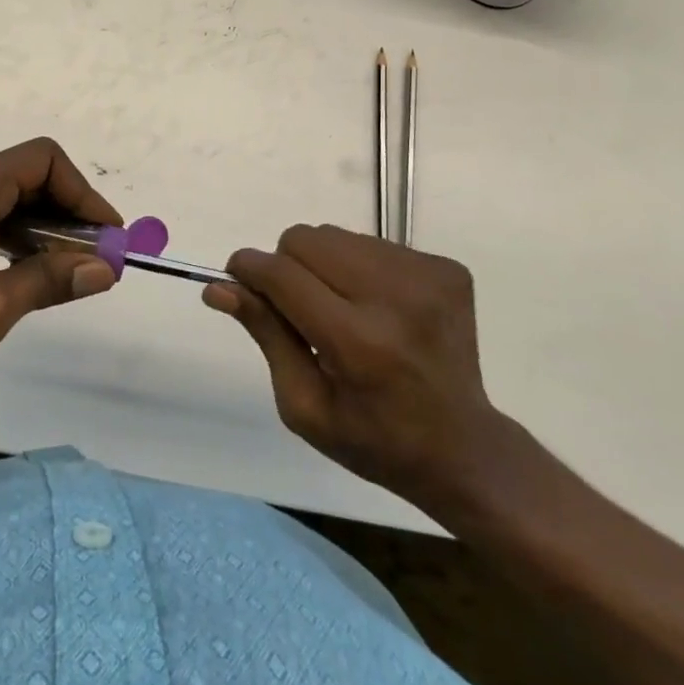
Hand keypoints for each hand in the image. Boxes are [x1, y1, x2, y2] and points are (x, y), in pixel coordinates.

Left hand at [0, 138, 121, 396]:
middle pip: (28, 177)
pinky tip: (26, 274)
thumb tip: (105, 269)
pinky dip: (15, 238)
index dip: (84, 194)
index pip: (44, 161)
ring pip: (8, 199)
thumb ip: (49, 281)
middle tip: (95, 260)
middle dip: (68, 214)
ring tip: (68, 273)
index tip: (108, 237)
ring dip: (43, 229)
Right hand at [204, 225, 499, 509]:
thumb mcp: (304, 404)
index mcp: (359, 343)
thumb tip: (218, 287)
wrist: (464, 448)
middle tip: (299, 307)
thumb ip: (265, 334)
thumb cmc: (373, 439)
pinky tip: (377, 308)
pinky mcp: (447, 269)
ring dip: (324, 264)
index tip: (236, 277)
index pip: (283, 275)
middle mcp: (396, 299)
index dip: (249, 269)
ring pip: (338, 236)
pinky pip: (373, 244)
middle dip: (287, 265)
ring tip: (342, 309)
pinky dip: (360, 268)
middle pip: (306, 240)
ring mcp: (428, 278)